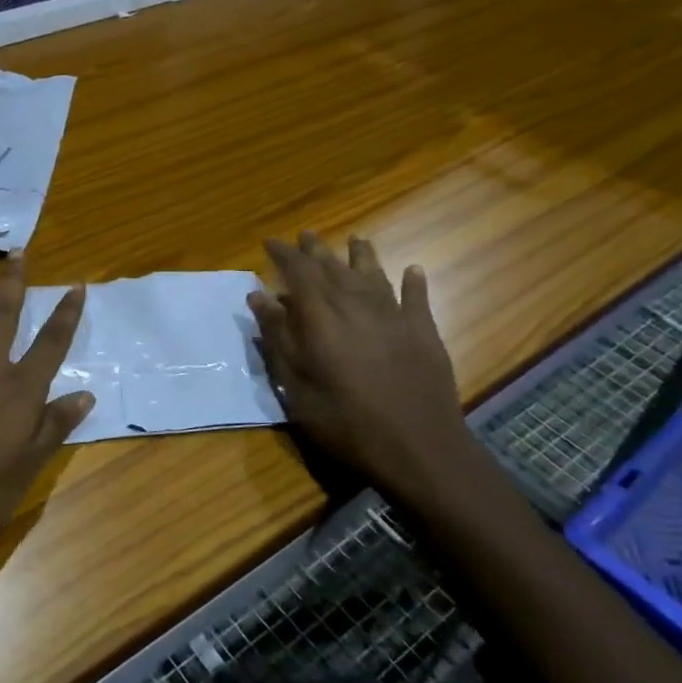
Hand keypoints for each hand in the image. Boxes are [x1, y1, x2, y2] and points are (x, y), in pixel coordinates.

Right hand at [249, 232, 497, 518]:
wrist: (417, 447)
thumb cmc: (344, 421)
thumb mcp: (296, 385)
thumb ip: (277, 336)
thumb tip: (258, 295)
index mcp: (321, 316)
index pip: (298, 272)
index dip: (283, 254)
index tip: (270, 241)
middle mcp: (356, 304)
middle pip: (334, 267)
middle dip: (317, 250)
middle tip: (305, 234)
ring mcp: (393, 316)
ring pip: (373, 274)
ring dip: (362, 255)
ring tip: (355, 239)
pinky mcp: (423, 332)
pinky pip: (417, 298)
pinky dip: (414, 282)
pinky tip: (413, 270)